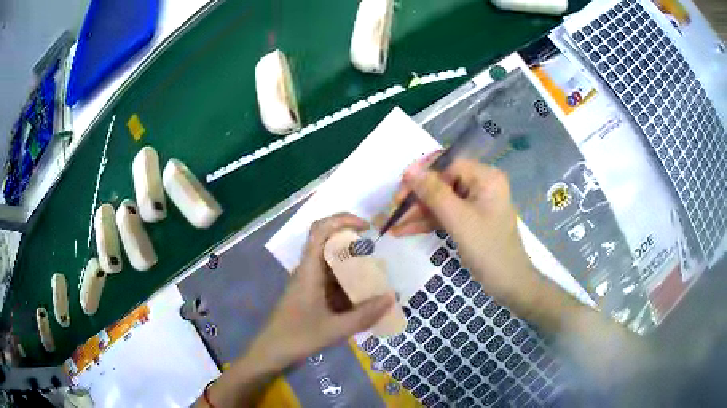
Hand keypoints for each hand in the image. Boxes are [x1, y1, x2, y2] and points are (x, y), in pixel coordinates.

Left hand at [244, 213, 395, 372]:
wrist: (271, 351)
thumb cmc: (298, 337)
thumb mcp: (335, 329)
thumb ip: (365, 315)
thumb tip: (392, 297)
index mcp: (309, 270)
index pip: (321, 229)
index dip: (343, 219)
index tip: (367, 227)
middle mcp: (308, 270)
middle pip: (329, 244)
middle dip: (354, 246)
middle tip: (376, 259)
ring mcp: (308, 282)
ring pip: (332, 264)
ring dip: (352, 267)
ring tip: (375, 282)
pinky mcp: (310, 294)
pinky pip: (331, 281)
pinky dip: (347, 284)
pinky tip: (361, 300)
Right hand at [389, 158, 536, 303]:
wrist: (508, 283)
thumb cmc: (488, 249)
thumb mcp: (458, 219)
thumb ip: (434, 193)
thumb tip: (410, 169)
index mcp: (486, 177)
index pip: (448, 165)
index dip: (423, 174)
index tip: (401, 189)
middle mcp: (481, 185)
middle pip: (442, 182)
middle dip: (418, 197)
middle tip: (395, 209)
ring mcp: (475, 203)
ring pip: (441, 200)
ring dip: (418, 212)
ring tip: (394, 224)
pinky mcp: (469, 219)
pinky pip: (445, 214)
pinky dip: (427, 222)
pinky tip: (405, 230)